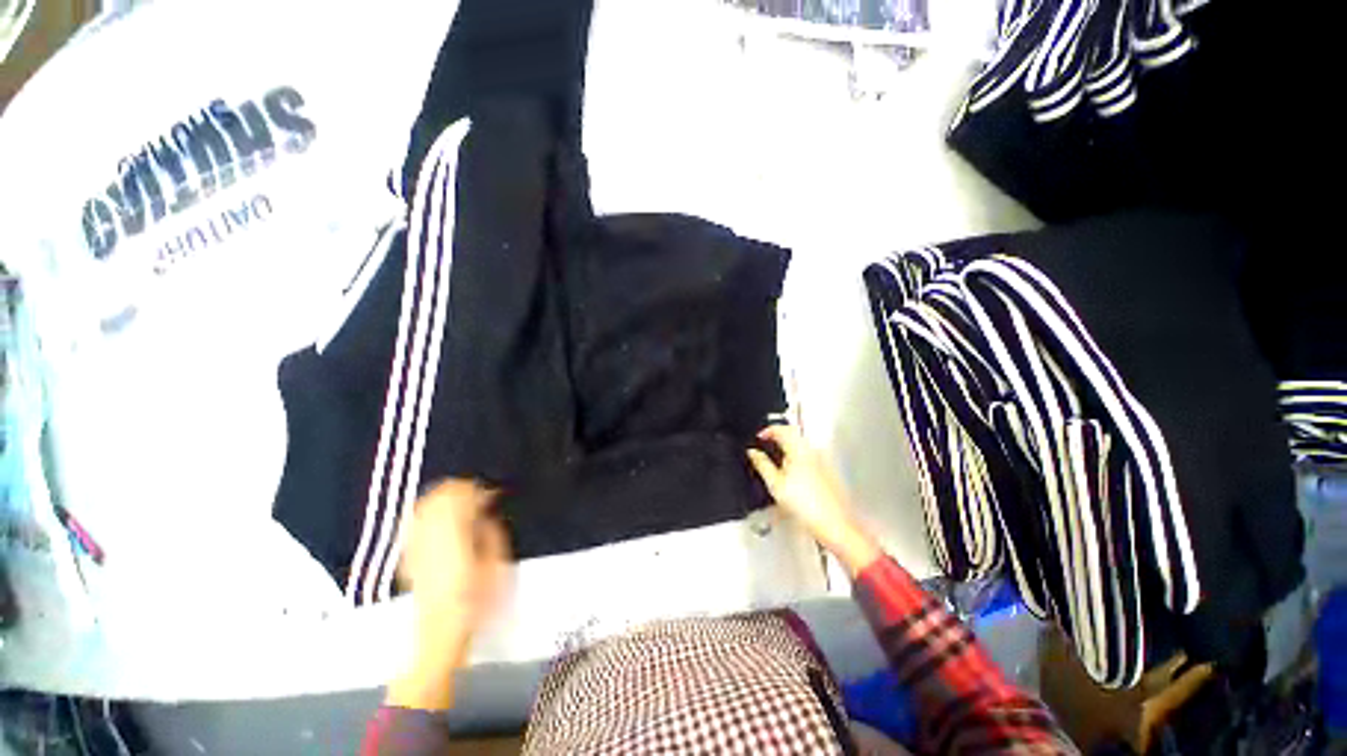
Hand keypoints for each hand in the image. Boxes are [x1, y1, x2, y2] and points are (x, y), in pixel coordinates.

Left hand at [388, 479, 511, 709]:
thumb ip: (491, 532)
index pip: (464, 497)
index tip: (493, 493)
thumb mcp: (494, 563)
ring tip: (459, 500)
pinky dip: (427, 513)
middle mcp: (430, 533)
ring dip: (443, 498)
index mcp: (454, 532)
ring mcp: (416, 544)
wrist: (439, 630)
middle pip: (440, 496)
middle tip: (478, 493)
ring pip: (425, 506)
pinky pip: (414, 523)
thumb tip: (486, 515)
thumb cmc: (474, 597)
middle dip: (460, 490)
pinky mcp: (408, 555)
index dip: (480, 490)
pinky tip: (437, 518)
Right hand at [747, 425, 881, 575]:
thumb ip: (762, 464)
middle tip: (765, 446)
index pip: (781, 429)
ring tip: (777, 461)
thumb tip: (752, 453)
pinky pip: (809, 455)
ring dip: (787, 447)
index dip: (767, 431)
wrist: (833, 523)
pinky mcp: (827, 469)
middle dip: (777, 438)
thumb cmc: (806, 506)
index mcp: (798, 450)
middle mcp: (812, 450)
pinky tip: (792, 474)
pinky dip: (797, 457)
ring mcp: (822, 459)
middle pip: (792, 434)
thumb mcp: (775, 484)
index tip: (759, 438)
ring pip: (801, 445)